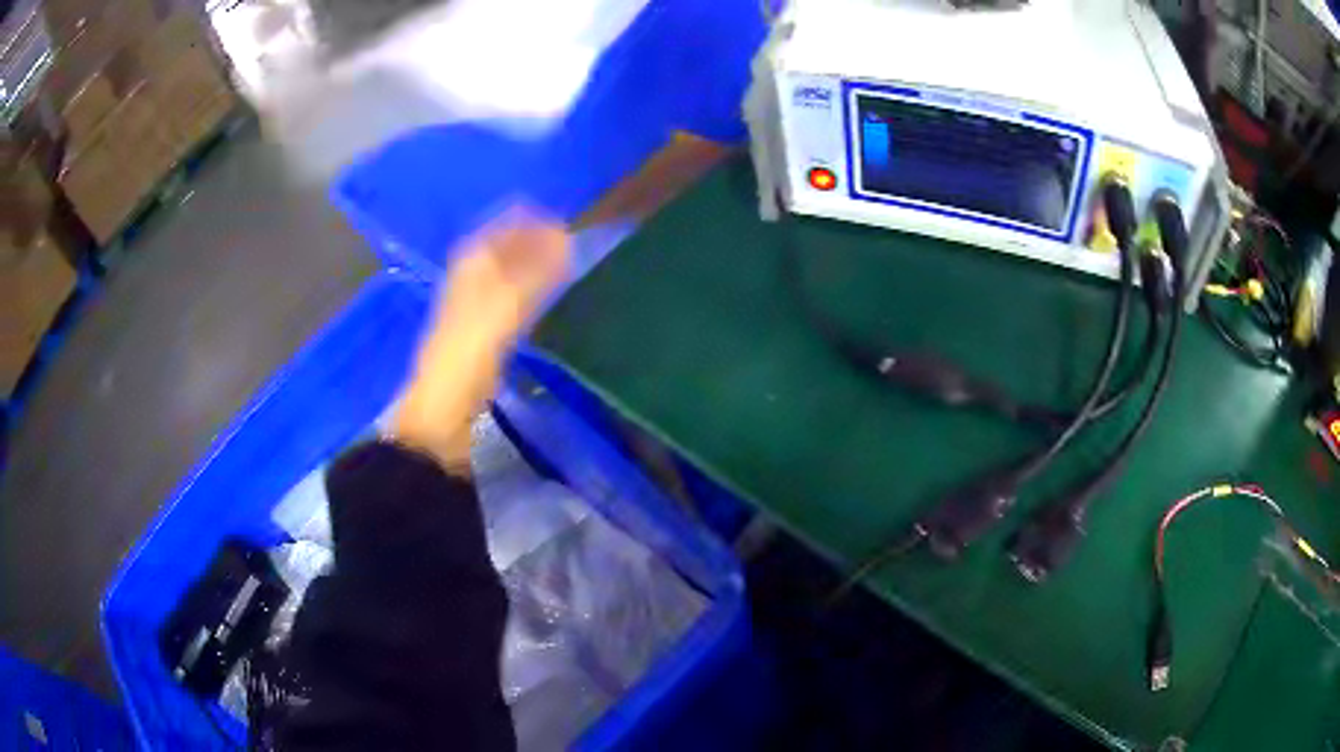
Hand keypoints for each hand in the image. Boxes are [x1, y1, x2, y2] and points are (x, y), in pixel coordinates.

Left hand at [392, 213, 570, 469]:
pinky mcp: (482, 323)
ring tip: (566, 264)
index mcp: (473, 258)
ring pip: (510, 267)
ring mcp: (475, 297)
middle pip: (508, 243)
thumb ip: (540, 269)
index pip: (507, 220)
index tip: (568, 225)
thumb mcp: (509, 302)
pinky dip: (531, 286)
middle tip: (572, 245)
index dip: (536, 218)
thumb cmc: (474, 346)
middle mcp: (472, 270)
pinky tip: (546, 294)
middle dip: (538, 239)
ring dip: (536, 262)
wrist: (447, 398)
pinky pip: (511, 291)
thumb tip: (568, 239)